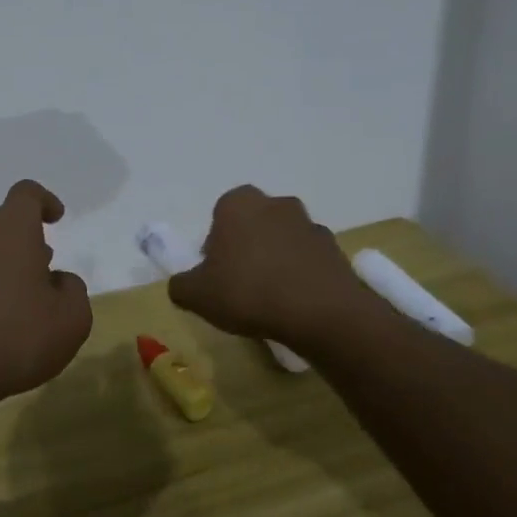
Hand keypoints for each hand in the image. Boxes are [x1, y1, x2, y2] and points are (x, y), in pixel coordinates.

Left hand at [0, 180, 92, 413]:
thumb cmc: (15, 338)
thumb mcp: (71, 320)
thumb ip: (74, 291)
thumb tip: (58, 281)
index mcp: (10, 231)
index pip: (26, 194)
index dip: (44, 201)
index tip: (56, 218)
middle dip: (22, 238)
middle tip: (40, 267)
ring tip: (13, 299)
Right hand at [168, 185, 368, 351]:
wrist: (320, 312)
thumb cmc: (248, 292)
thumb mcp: (195, 295)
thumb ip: (181, 284)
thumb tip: (183, 283)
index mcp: (238, 204)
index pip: (220, 214)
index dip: (215, 242)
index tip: (215, 271)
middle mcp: (275, 204)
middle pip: (253, 223)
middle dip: (246, 246)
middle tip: (239, 281)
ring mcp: (309, 224)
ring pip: (282, 238)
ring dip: (275, 258)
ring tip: (269, 296)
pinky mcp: (335, 249)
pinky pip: (308, 258)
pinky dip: (300, 273)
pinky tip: (294, 302)